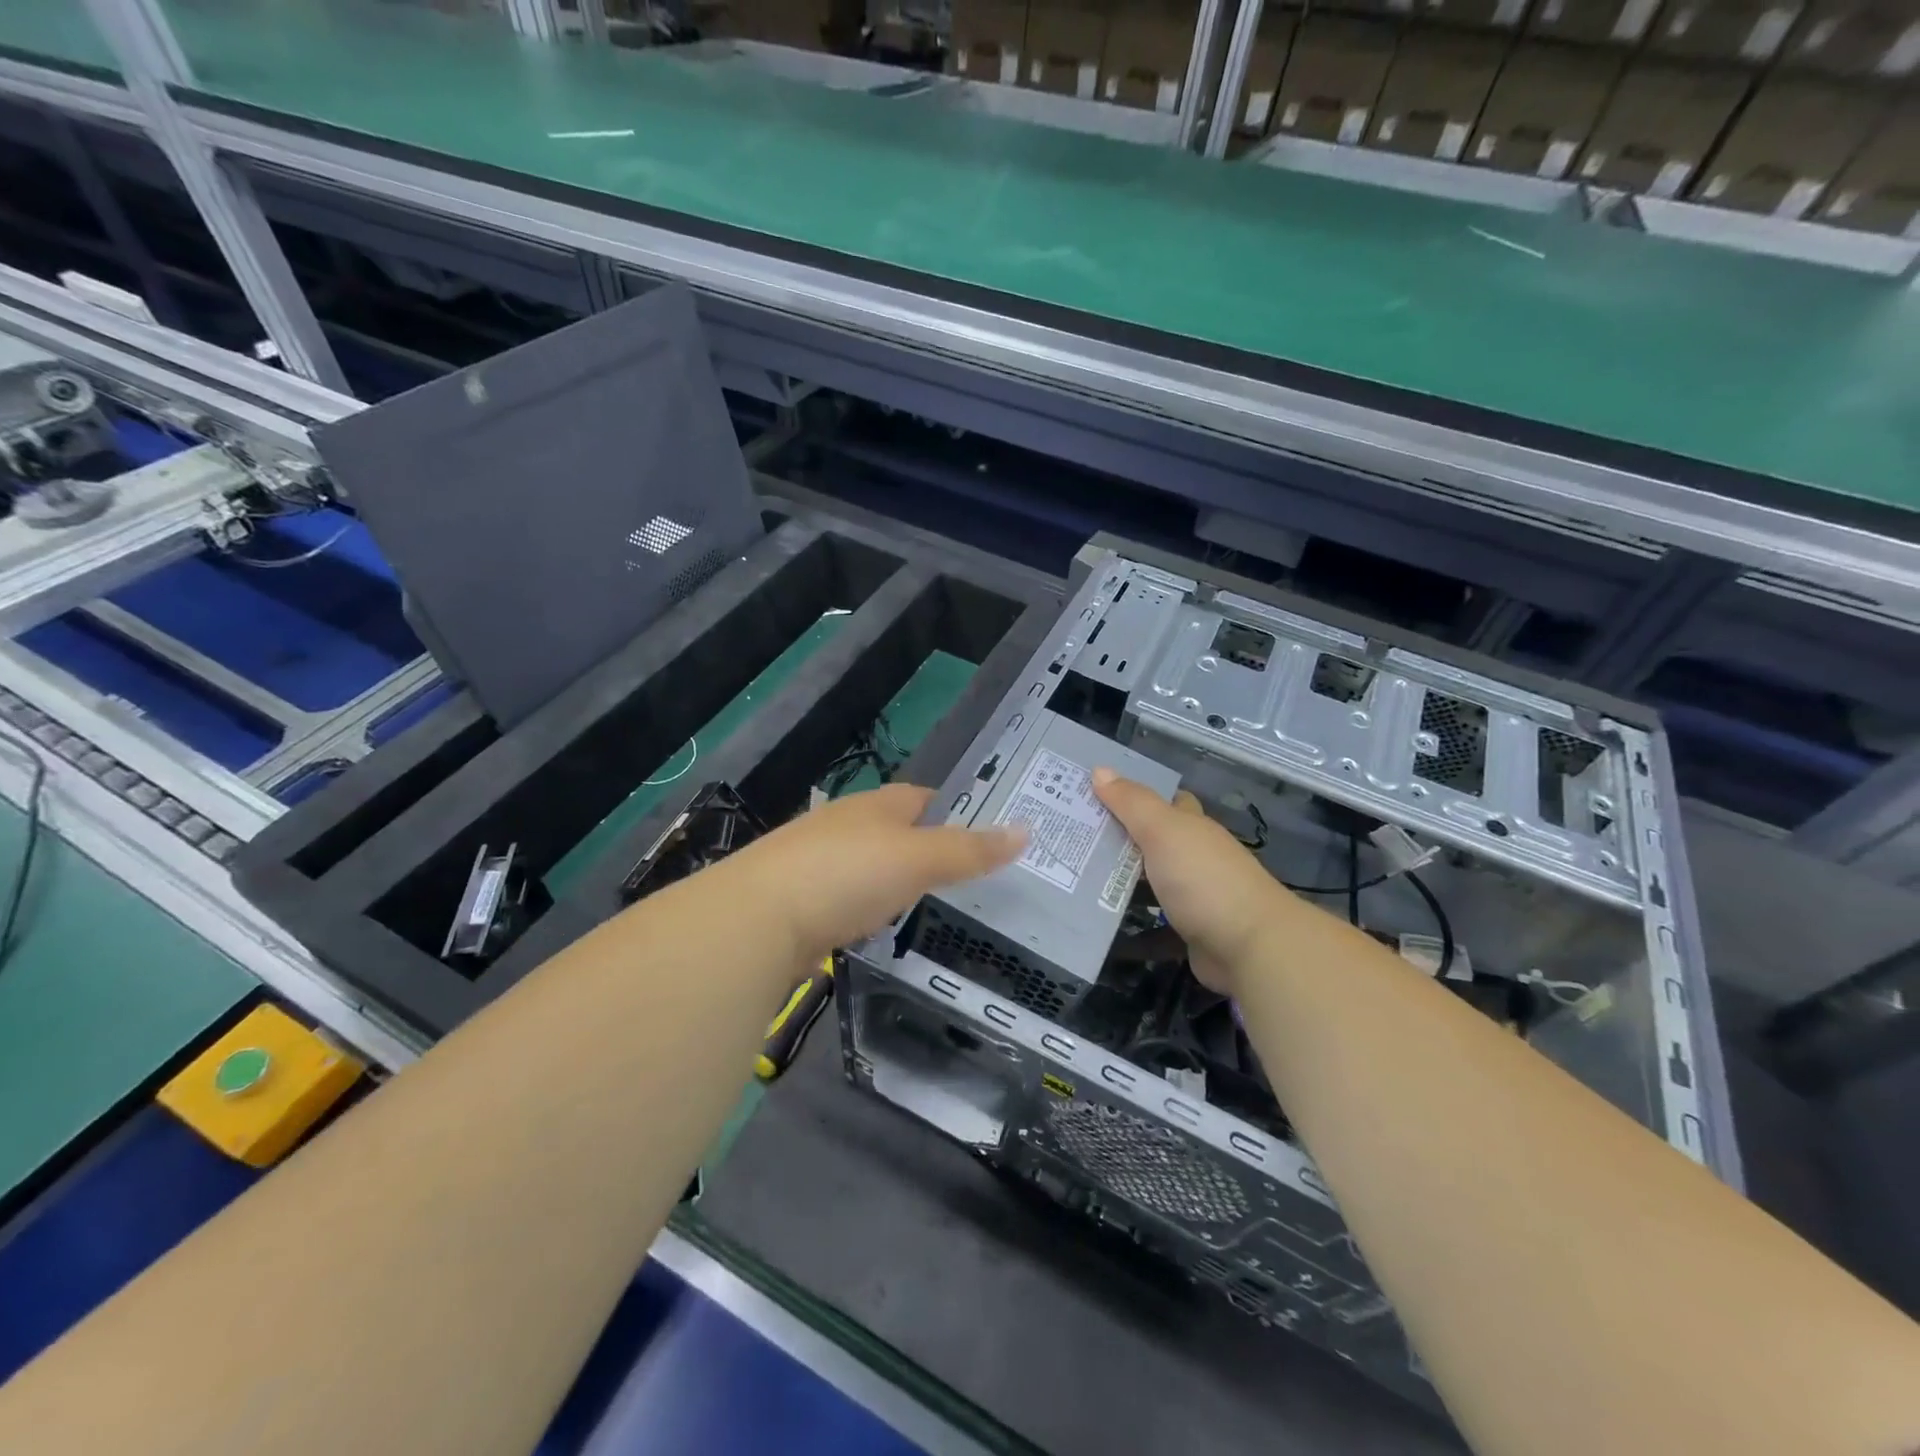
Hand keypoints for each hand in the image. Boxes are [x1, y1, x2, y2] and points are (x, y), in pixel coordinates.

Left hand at [720, 784, 1024, 962]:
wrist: (757, 921)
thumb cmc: (846, 875)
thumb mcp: (919, 859)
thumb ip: (970, 849)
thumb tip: (1027, 829)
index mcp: (875, 806)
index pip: (921, 797)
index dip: (951, 810)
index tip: (978, 834)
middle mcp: (843, 825)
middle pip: (892, 830)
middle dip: (922, 847)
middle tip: (960, 877)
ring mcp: (815, 861)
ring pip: (865, 865)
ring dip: (889, 879)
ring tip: (922, 905)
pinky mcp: (796, 900)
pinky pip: (842, 898)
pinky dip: (862, 908)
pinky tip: (872, 928)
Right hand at [1092, 769, 1289, 994]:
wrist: (1250, 948)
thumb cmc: (1204, 880)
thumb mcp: (1163, 831)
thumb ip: (1132, 803)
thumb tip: (1100, 769)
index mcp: (1192, 826)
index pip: (1165, 801)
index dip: (1133, 794)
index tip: (1094, 793)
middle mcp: (1194, 855)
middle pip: (1152, 839)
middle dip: (1118, 835)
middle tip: (1071, 833)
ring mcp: (1193, 894)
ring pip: (1149, 878)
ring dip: (1119, 876)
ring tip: (1072, 872)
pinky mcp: (1188, 928)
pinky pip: (1152, 916)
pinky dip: (1129, 915)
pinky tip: (1099, 915)